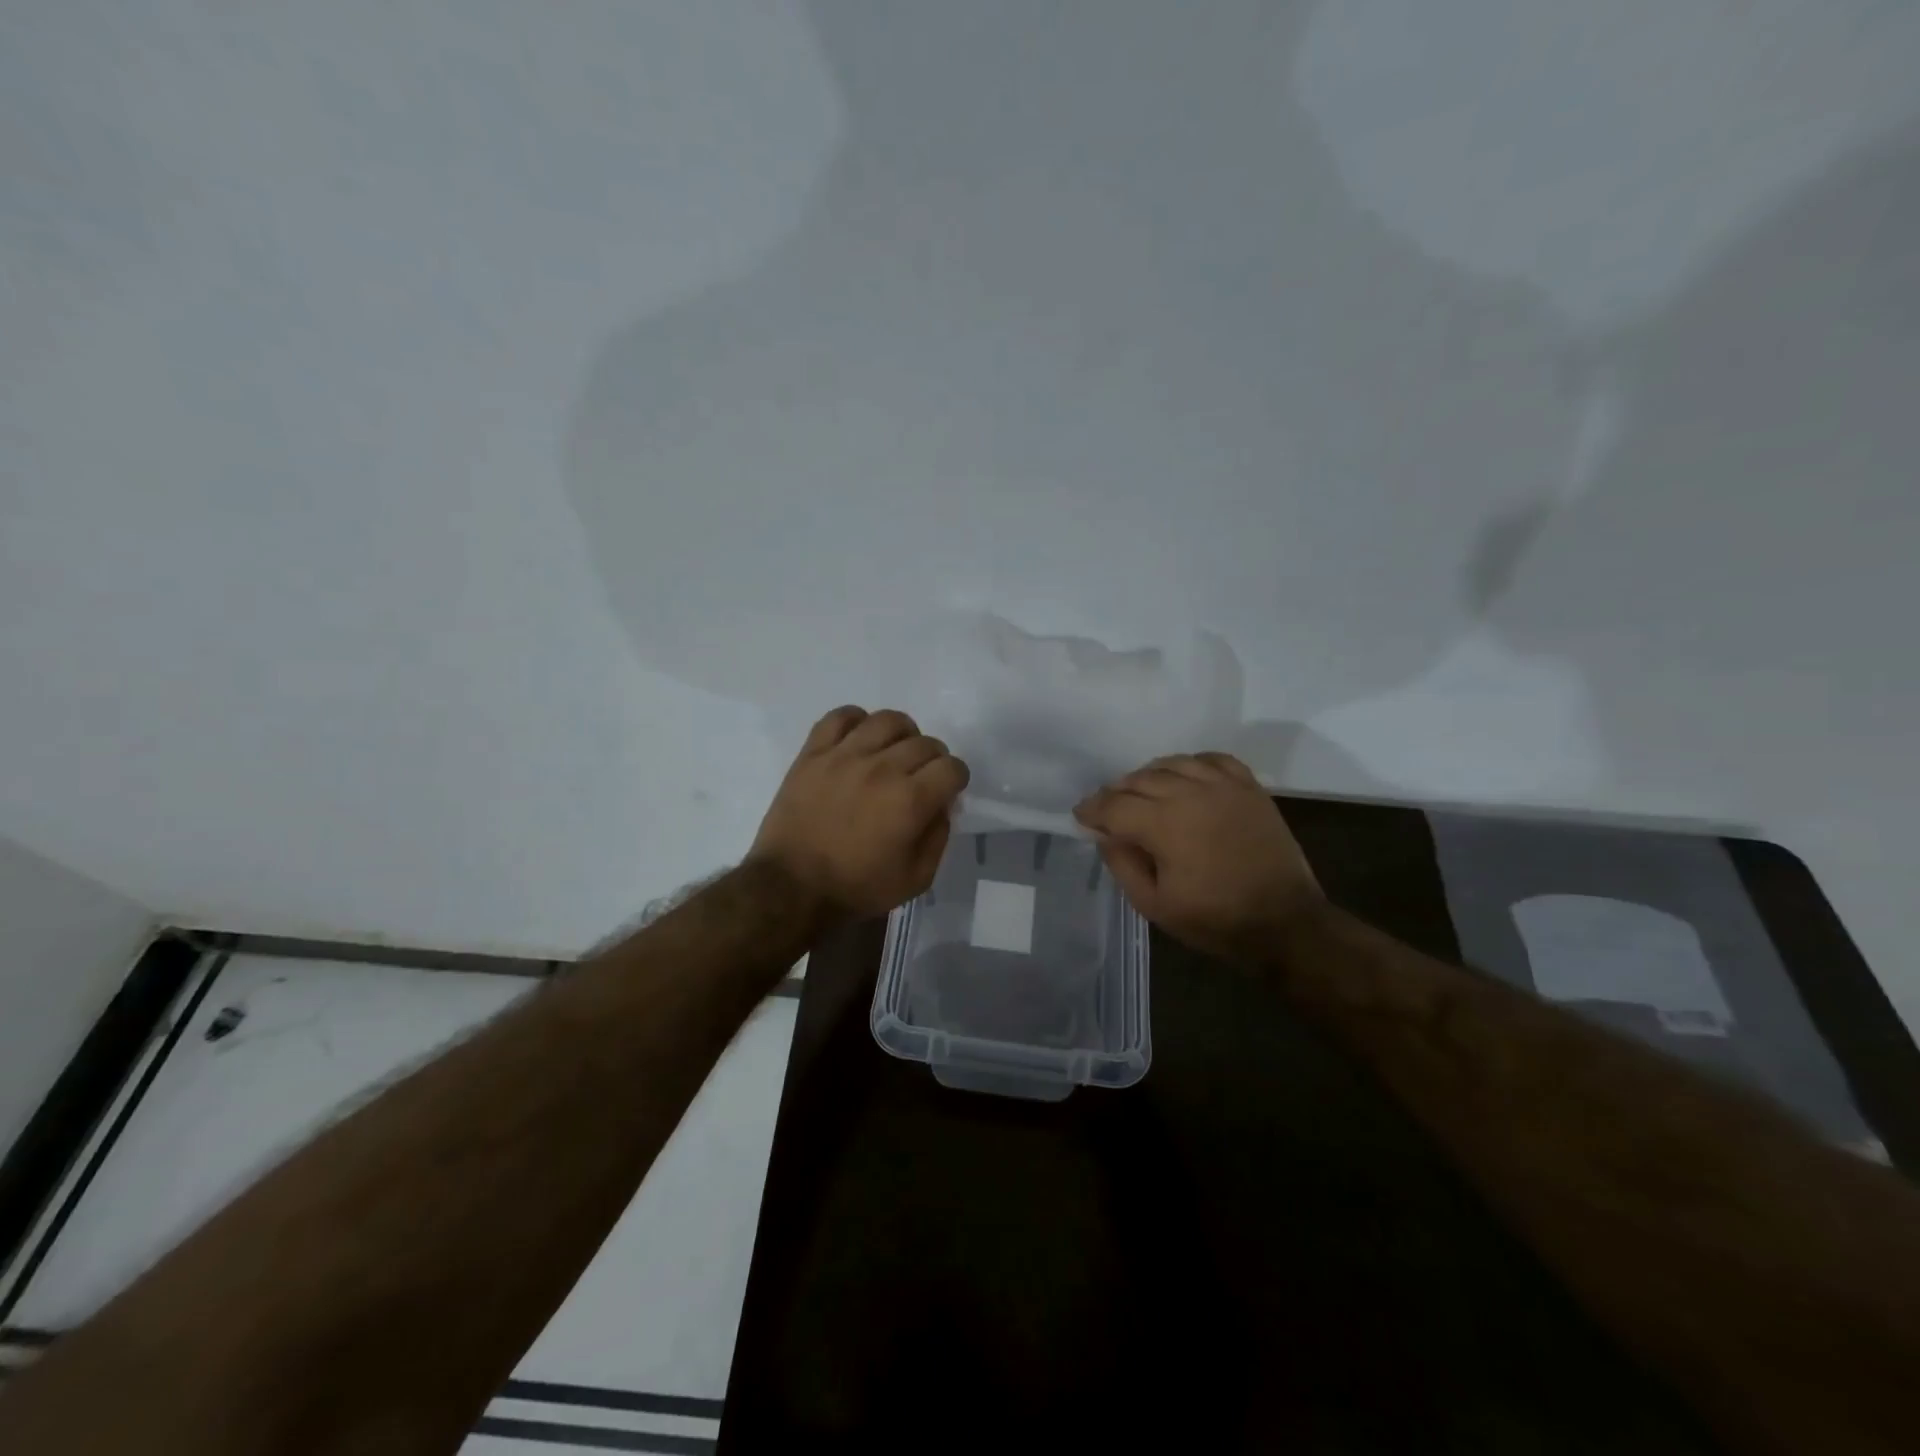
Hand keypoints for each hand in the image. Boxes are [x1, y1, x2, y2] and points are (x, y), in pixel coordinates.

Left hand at [750, 706, 970, 919]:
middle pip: (925, 743)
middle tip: (921, 778)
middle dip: (933, 760)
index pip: (952, 767)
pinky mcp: (814, 753)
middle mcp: (883, 768)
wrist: (791, 888)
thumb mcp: (916, 879)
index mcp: (911, 800)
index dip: (956, 779)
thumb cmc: (856, 888)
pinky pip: (840, 716)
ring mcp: (845, 755)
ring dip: (902, 734)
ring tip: (894, 752)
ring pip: (888, 720)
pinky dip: (856, 720)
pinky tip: (858, 739)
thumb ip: (938, 837)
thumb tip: (942, 805)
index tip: (946, 791)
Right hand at [1074, 752, 1322, 956]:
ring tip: (1141, 792)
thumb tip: (1106, 835)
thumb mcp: (1154, 905)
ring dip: (1148, 775)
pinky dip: (1190, 764)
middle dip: (1116, 792)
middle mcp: (1191, 794)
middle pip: (1139, 779)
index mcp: (1164, 824)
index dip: (1092, 809)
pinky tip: (1184, 777)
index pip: (1115, 805)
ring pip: (1172, 764)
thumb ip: (1123, 865)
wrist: (1285, 922)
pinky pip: (1212, 760)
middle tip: (1107, 808)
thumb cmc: (1215, 920)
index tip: (1080, 815)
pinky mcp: (1249, 788)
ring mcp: (1223, 786)